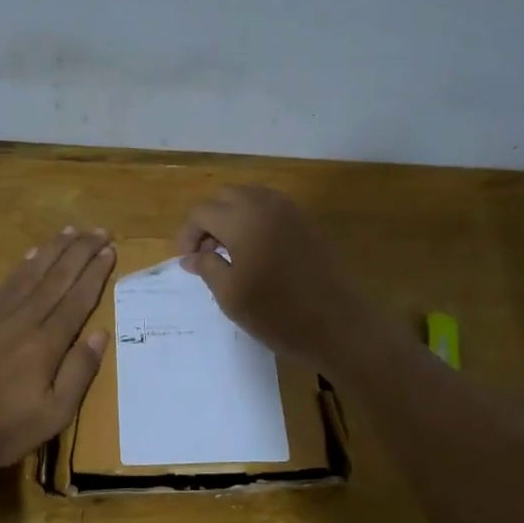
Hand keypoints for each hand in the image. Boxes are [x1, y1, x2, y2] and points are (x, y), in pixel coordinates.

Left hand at [0, 227, 115, 466]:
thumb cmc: (3, 427)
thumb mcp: (53, 414)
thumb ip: (79, 372)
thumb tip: (101, 333)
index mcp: (46, 343)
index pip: (77, 299)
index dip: (95, 273)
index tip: (110, 250)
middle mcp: (25, 320)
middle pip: (58, 278)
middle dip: (81, 252)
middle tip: (100, 230)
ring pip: (32, 273)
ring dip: (54, 250)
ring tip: (73, 230)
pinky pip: (7, 283)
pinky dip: (24, 265)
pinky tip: (33, 253)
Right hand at [175, 185, 385, 369]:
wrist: (338, 325)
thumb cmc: (277, 313)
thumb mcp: (230, 295)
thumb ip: (207, 267)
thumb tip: (192, 256)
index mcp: (242, 219)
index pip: (202, 212)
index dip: (187, 235)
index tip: (185, 261)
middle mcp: (266, 204)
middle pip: (225, 197)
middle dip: (209, 220)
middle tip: (204, 254)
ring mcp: (291, 211)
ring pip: (250, 198)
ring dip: (232, 217)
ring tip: (227, 252)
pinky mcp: (308, 223)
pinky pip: (272, 209)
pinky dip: (255, 220)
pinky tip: (255, 251)